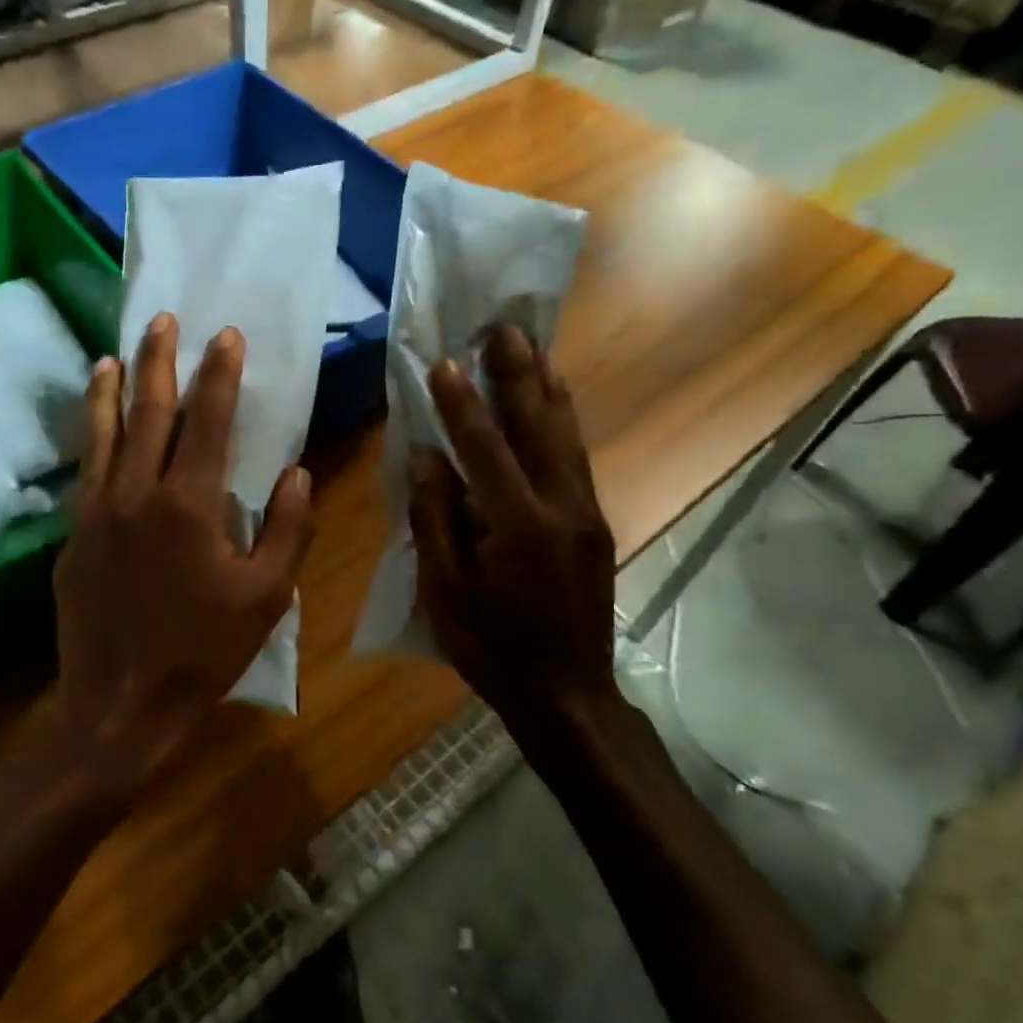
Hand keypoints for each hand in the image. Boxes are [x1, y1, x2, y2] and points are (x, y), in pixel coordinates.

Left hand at [49, 312, 314, 802]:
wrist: (119, 704)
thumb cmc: (202, 652)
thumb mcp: (266, 597)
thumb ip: (286, 529)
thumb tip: (296, 474)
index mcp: (190, 505)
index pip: (209, 421)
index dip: (220, 374)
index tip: (226, 335)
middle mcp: (137, 493)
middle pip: (149, 412)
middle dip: (159, 361)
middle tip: (162, 320)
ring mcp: (97, 512)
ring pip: (104, 433)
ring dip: (111, 389)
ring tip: (113, 355)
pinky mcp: (73, 536)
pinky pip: (86, 471)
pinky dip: (91, 437)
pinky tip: (94, 425)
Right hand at [409, 324, 617, 739]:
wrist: (567, 693)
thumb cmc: (493, 647)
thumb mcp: (446, 592)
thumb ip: (436, 519)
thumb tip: (428, 457)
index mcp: (518, 527)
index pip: (485, 449)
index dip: (461, 404)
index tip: (445, 362)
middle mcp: (562, 508)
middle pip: (538, 427)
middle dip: (517, 375)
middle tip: (503, 328)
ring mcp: (586, 513)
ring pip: (566, 435)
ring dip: (546, 388)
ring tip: (533, 347)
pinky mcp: (595, 522)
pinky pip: (576, 457)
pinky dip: (562, 420)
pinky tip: (554, 400)